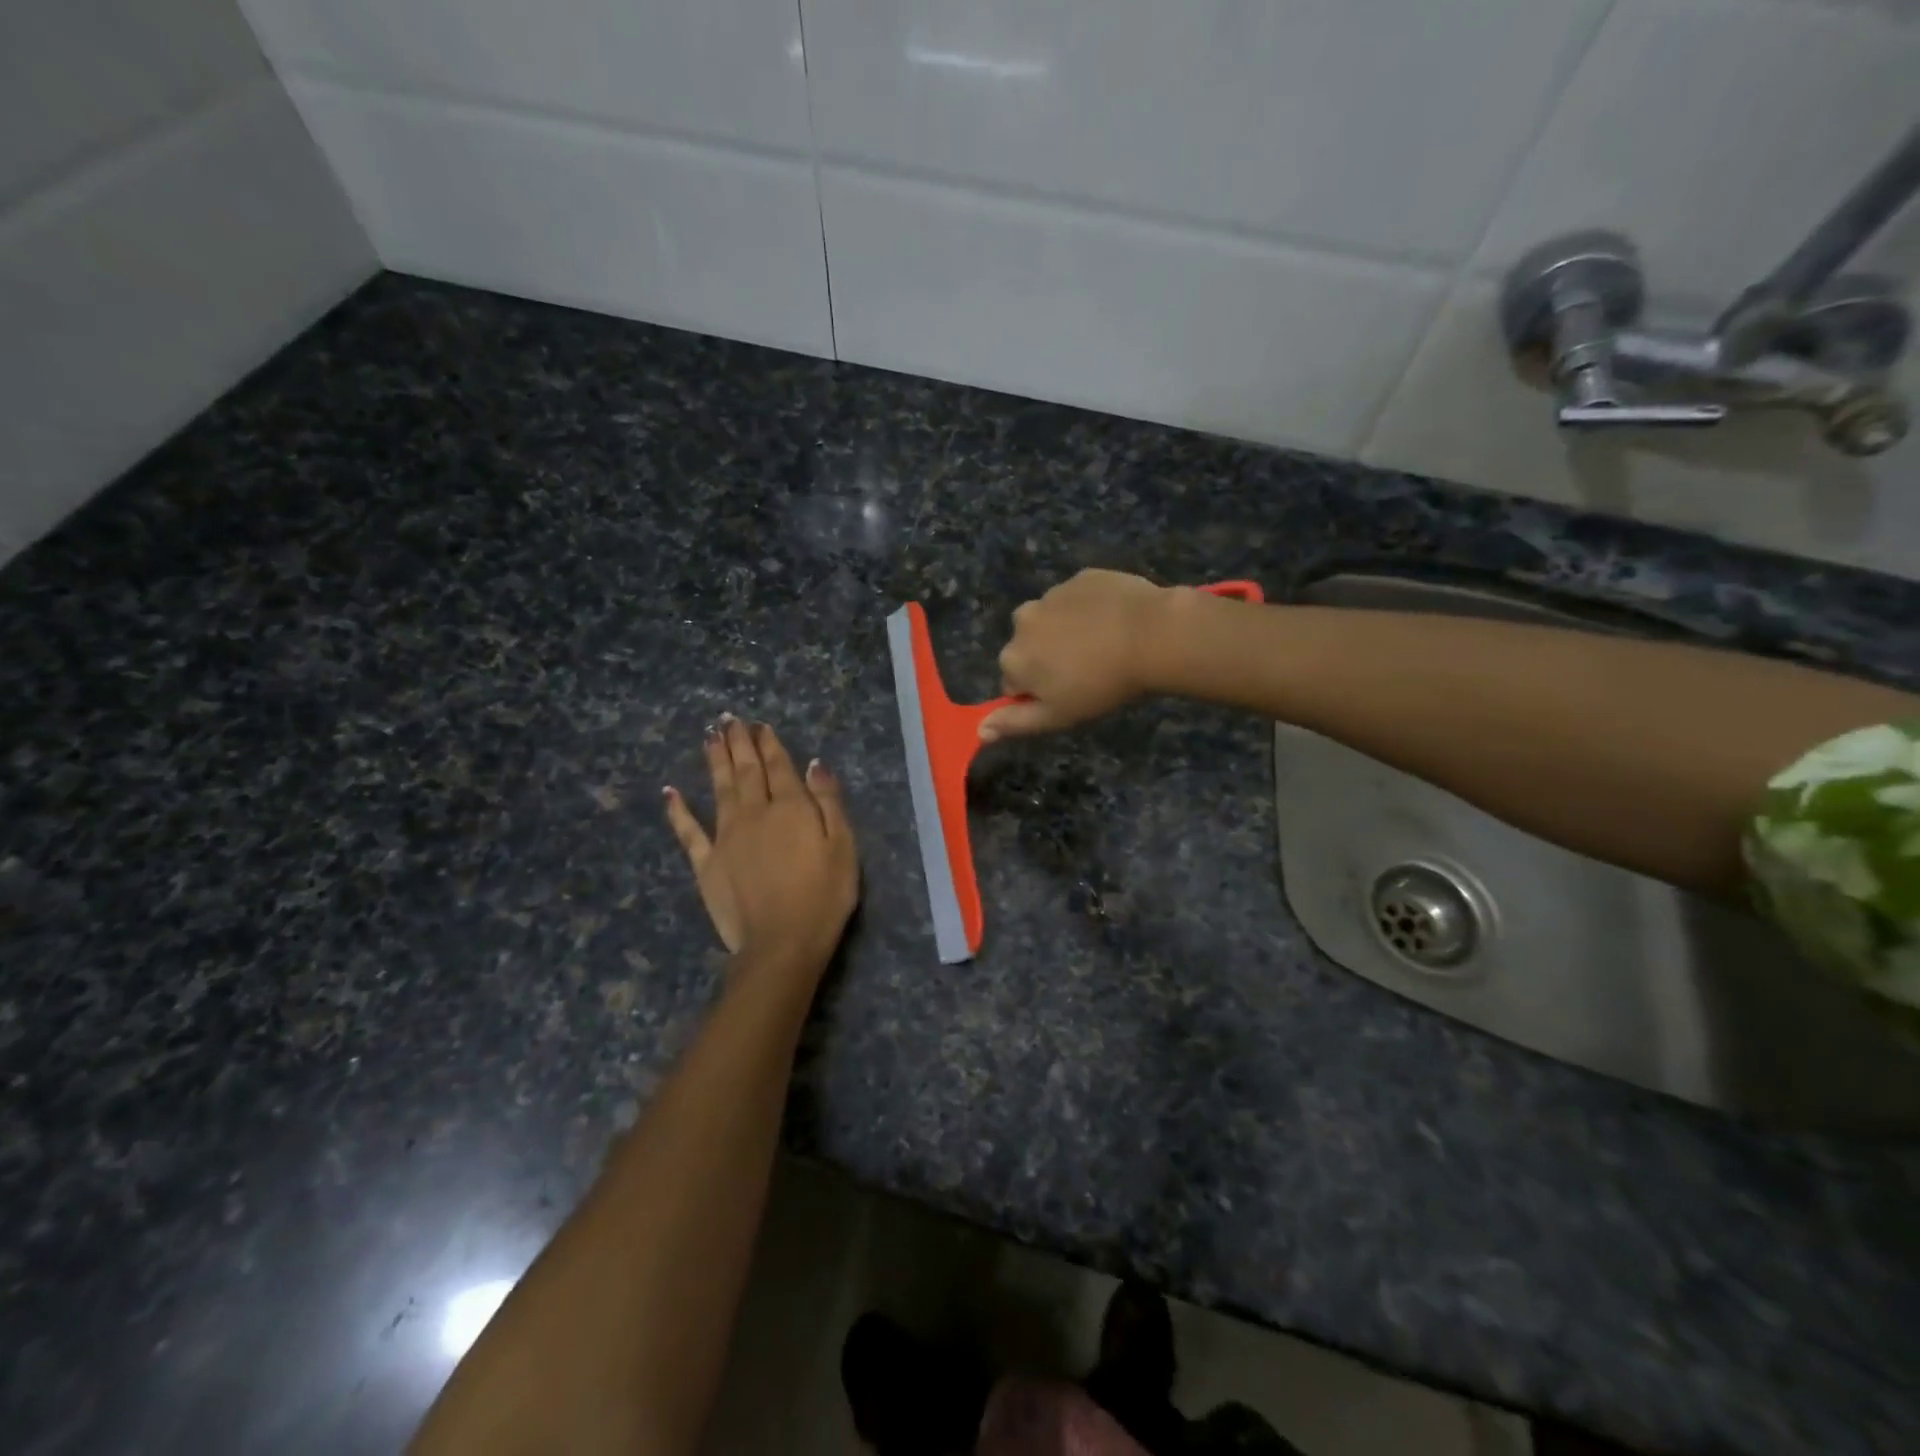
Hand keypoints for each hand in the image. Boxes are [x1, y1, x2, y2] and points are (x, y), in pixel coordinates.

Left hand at [663, 716, 857, 974]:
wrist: (782, 943)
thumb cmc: (824, 896)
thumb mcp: (843, 846)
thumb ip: (829, 802)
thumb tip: (815, 764)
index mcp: (790, 807)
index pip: (779, 766)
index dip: (769, 744)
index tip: (759, 724)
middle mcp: (754, 813)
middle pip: (745, 771)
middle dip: (739, 743)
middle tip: (729, 719)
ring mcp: (726, 837)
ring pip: (719, 789)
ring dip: (714, 761)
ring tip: (709, 737)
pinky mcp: (706, 863)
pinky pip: (688, 831)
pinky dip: (678, 810)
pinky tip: (670, 792)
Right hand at [980, 569, 1176, 740]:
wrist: (1152, 636)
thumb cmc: (1101, 685)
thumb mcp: (1057, 716)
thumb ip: (1015, 723)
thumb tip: (979, 730)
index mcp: (1012, 658)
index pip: (1014, 682)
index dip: (1039, 692)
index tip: (1068, 695)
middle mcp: (1022, 621)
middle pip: (1030, 647)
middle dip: (1049, 657)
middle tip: (1088, 671)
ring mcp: (1052, 594)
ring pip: (1053, 620)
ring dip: (1069, 632)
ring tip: (1105, 646)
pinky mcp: (1082, 577)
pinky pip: (1078, 599)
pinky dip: (1090, 610)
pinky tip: (1115, 622)